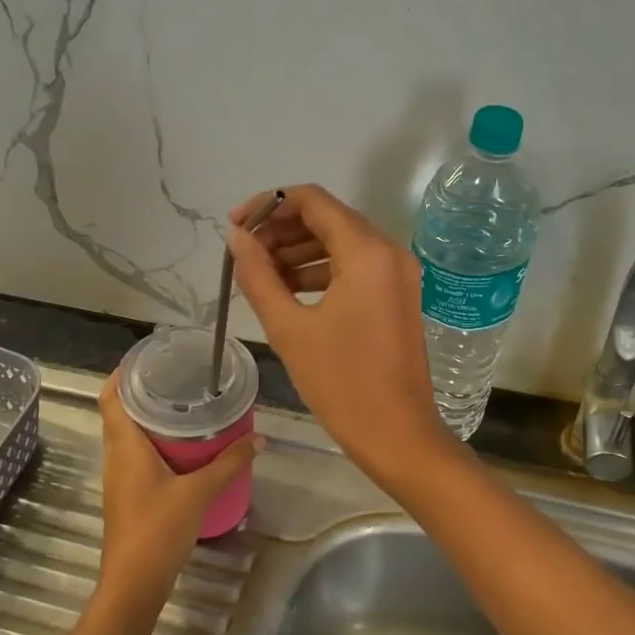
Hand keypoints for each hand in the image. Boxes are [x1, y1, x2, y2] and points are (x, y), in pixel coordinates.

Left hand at [95, 374, 260, 611]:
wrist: (134, 582)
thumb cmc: (158, 529)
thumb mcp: (199, 492)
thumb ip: (229, 463)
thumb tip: (258, 438)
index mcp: (125, 447)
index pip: (111, 397)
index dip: (122, 373)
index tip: (146, 358)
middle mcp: (117, 456)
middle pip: (120, 413)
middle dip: (143, 392)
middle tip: (176, 375)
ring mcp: (120, 477)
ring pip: (129, 435)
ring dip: (149, 417)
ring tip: (183, 403)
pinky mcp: (129, 494)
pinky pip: (137, 455)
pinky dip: (155, 442)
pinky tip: (183, 446)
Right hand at [228, 184, 454, 480]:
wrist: (397, 434)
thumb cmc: (341, 382)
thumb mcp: (289, 328)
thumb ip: (258, 275)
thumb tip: (238, 238)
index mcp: (366, 251)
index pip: (313, 200)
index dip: (269, 204)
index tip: (236, 226)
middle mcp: (388, 251)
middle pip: (328, 218)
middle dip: (282, 229)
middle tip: (244, 253)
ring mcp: (398, 273)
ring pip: (341, 242)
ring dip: (299, 251)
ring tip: (260, 274)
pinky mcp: (398, 295)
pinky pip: (355, 267)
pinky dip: (321, 271)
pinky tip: (289, 291)